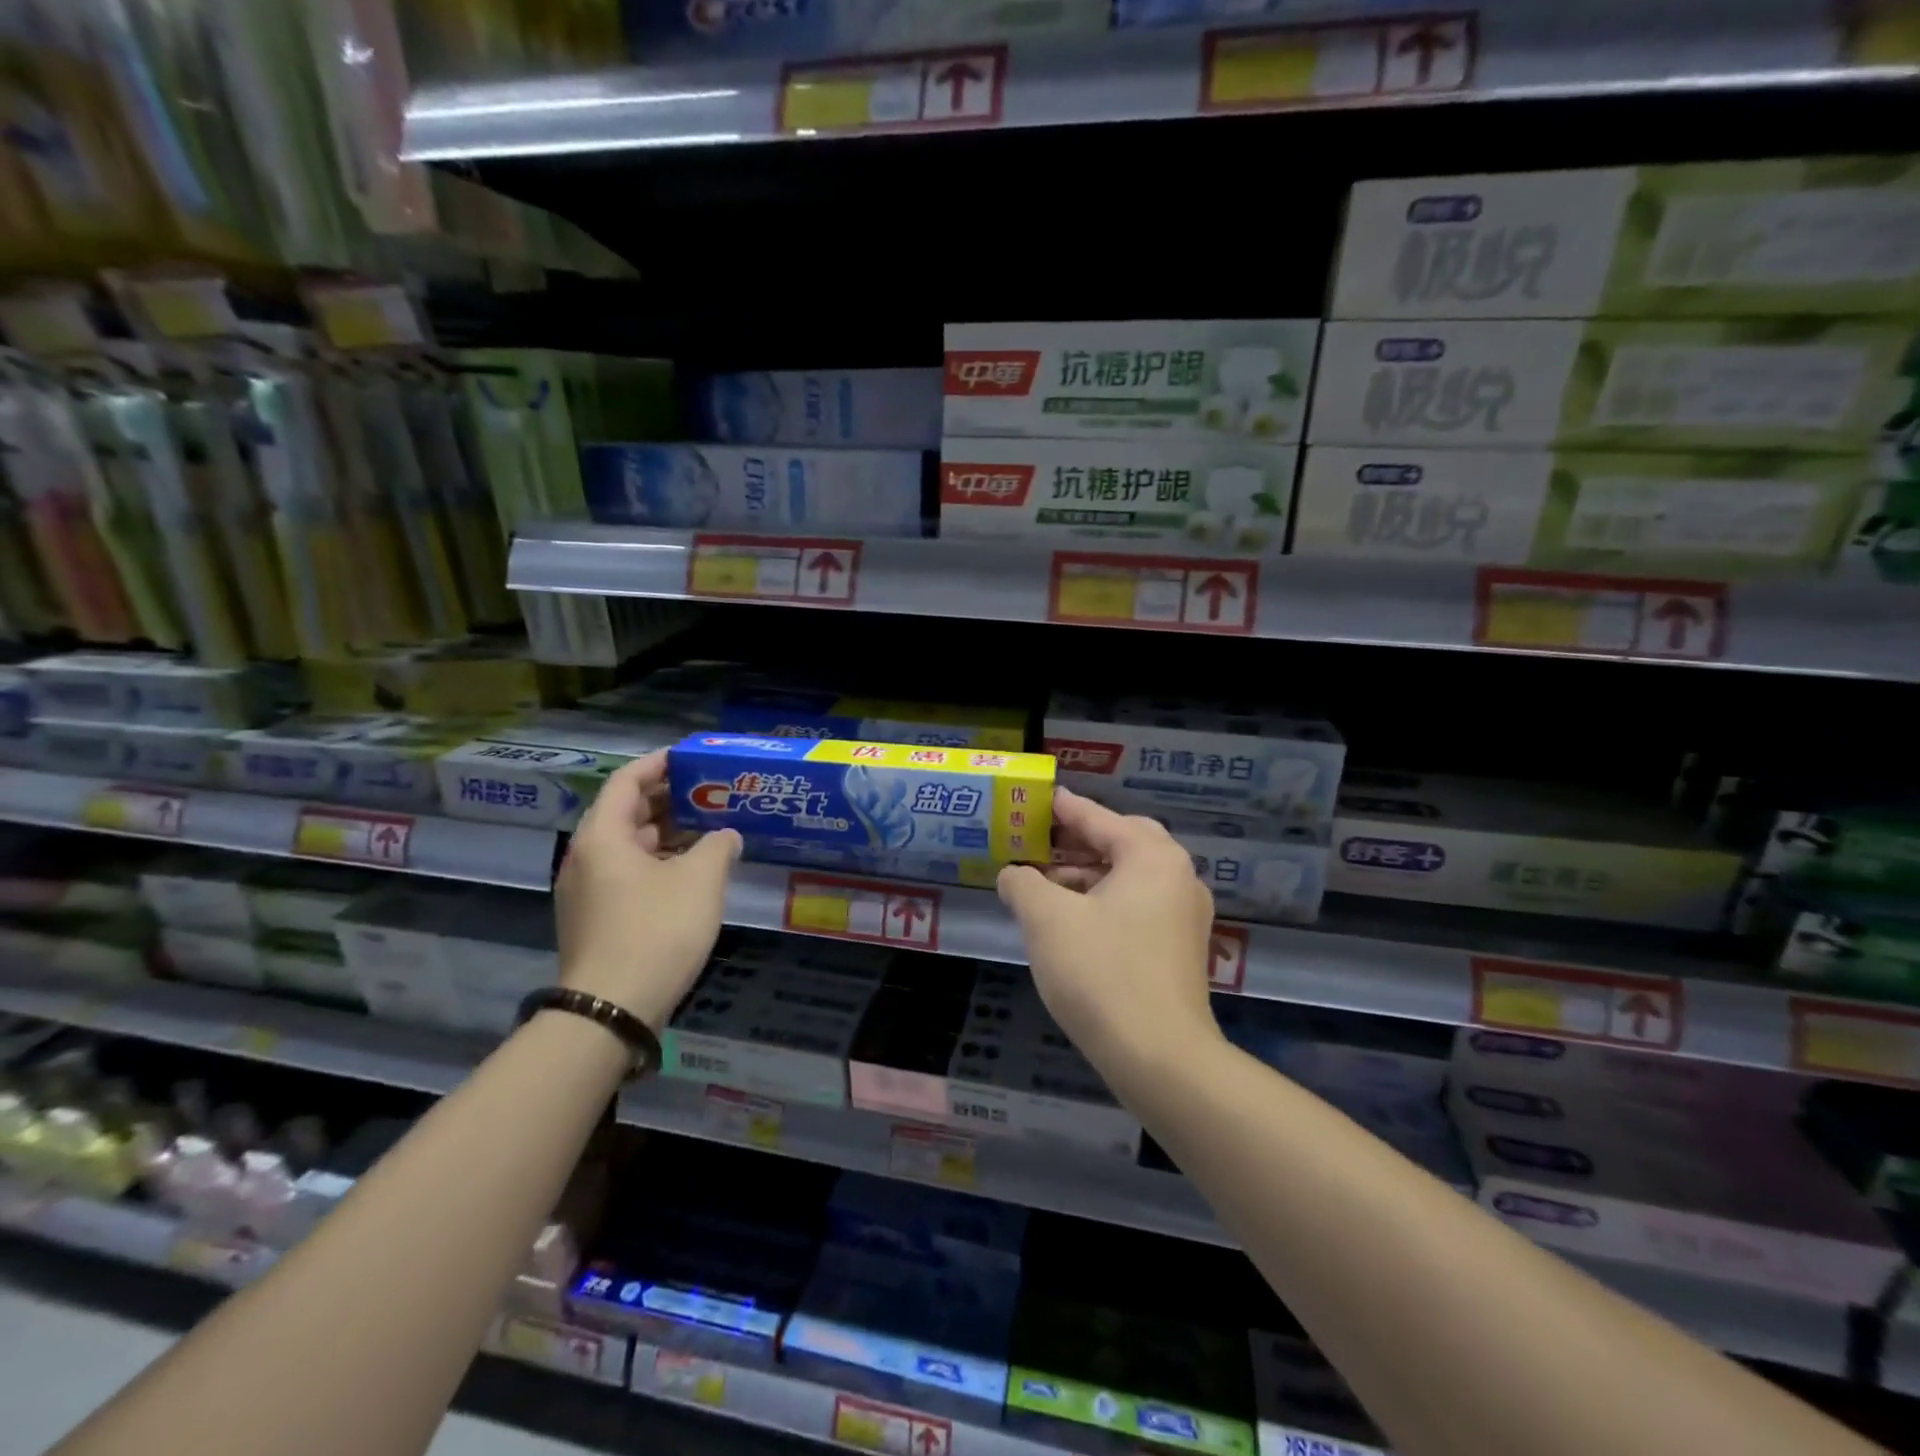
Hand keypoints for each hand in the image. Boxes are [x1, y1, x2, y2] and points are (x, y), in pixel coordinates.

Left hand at [555, 751, 741, 1029]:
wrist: (613, 1010)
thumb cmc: (656, 930)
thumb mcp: (700, 879)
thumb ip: (718, 846)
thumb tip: (726, 836)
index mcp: (603, 837)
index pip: (626, 782)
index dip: (658, 764)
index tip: (690, 757)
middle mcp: (586, 858)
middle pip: (626, 813)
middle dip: (668, 800)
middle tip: (710, 793)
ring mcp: (587, 892)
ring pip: (629, 848)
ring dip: (667, 834)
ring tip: (709, 829)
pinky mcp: (597, 920)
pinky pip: (628, 875)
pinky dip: (659, 863)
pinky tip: (693, 873)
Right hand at [996, 789, 1221, 1071]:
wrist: (1160, 1058)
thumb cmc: (1101, 972)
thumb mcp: (1047, 919)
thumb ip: (1023, 883)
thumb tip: (1013, 874)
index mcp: (1151, 857)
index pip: (1099, 818)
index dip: (1062, 808)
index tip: (1036, 800)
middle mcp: (1177, 877)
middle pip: (1122, 842)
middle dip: (1078, 841)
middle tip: (1040, 842)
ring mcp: (1185, 915)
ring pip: (1130, 877)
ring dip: (1088, 875)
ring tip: (1044, 886)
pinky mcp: (1181, 949)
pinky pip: (1138, 906)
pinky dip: (1104, 902)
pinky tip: (1072, 922)